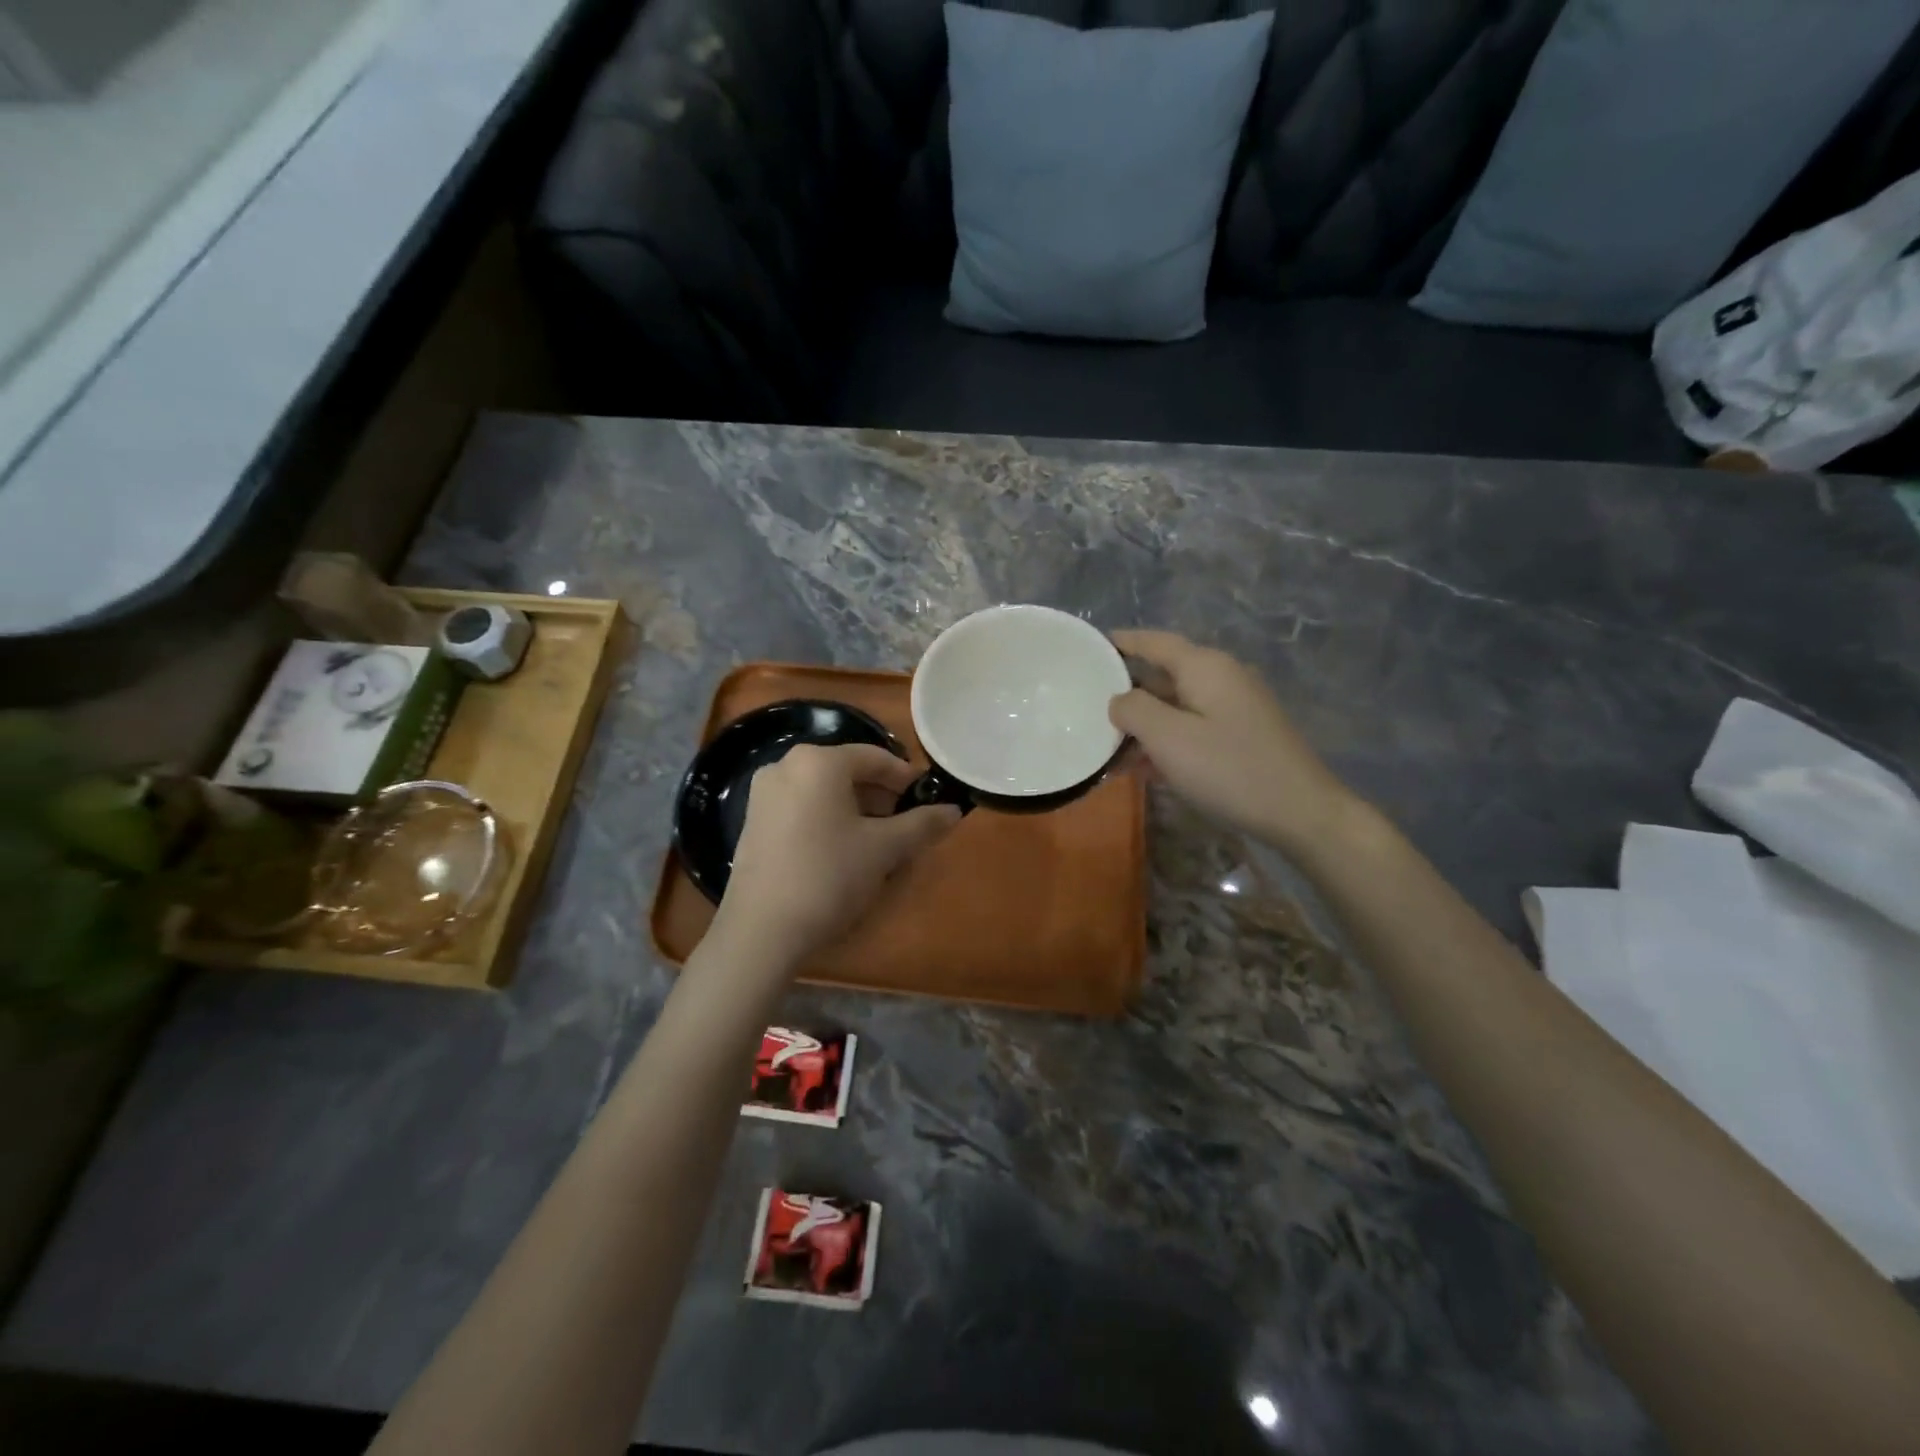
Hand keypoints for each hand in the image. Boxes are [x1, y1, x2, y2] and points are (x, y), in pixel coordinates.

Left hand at [711, 744, 960, 971]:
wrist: (762, 930)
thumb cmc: (829, 876)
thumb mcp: (884, 849)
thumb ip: (922, 824)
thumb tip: (954, 811)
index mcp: (819, 761)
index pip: (875, 757)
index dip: (907, 778)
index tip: (928, 801)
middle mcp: (786, 765)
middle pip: (848, 771)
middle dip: (881, 796)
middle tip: (906, 826)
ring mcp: (764, 793)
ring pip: (825, 791)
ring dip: (856, 809)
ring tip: (878, 842)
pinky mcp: (753, 821)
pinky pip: (802, 807)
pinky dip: (828, 819)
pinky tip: (842, 851)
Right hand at [1109, 629, 1357, 854]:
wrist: (1301, 812)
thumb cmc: (1229, 768)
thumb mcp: (1169, 738)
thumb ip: (1134, 710)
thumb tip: (1119, 699)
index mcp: (1205, 667)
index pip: (1155, 642)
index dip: (1122, 642)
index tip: (1091, 646)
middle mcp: (1223, 677)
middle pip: (1164, 674)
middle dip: (1128, 692)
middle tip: (1089, 706)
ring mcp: (1237, 707)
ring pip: (1177, 706)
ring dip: (1145, 724)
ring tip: (1110, 747)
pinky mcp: (1243, 735)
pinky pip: (1194, 727)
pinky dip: (1168, 740)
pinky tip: (1146, 768)